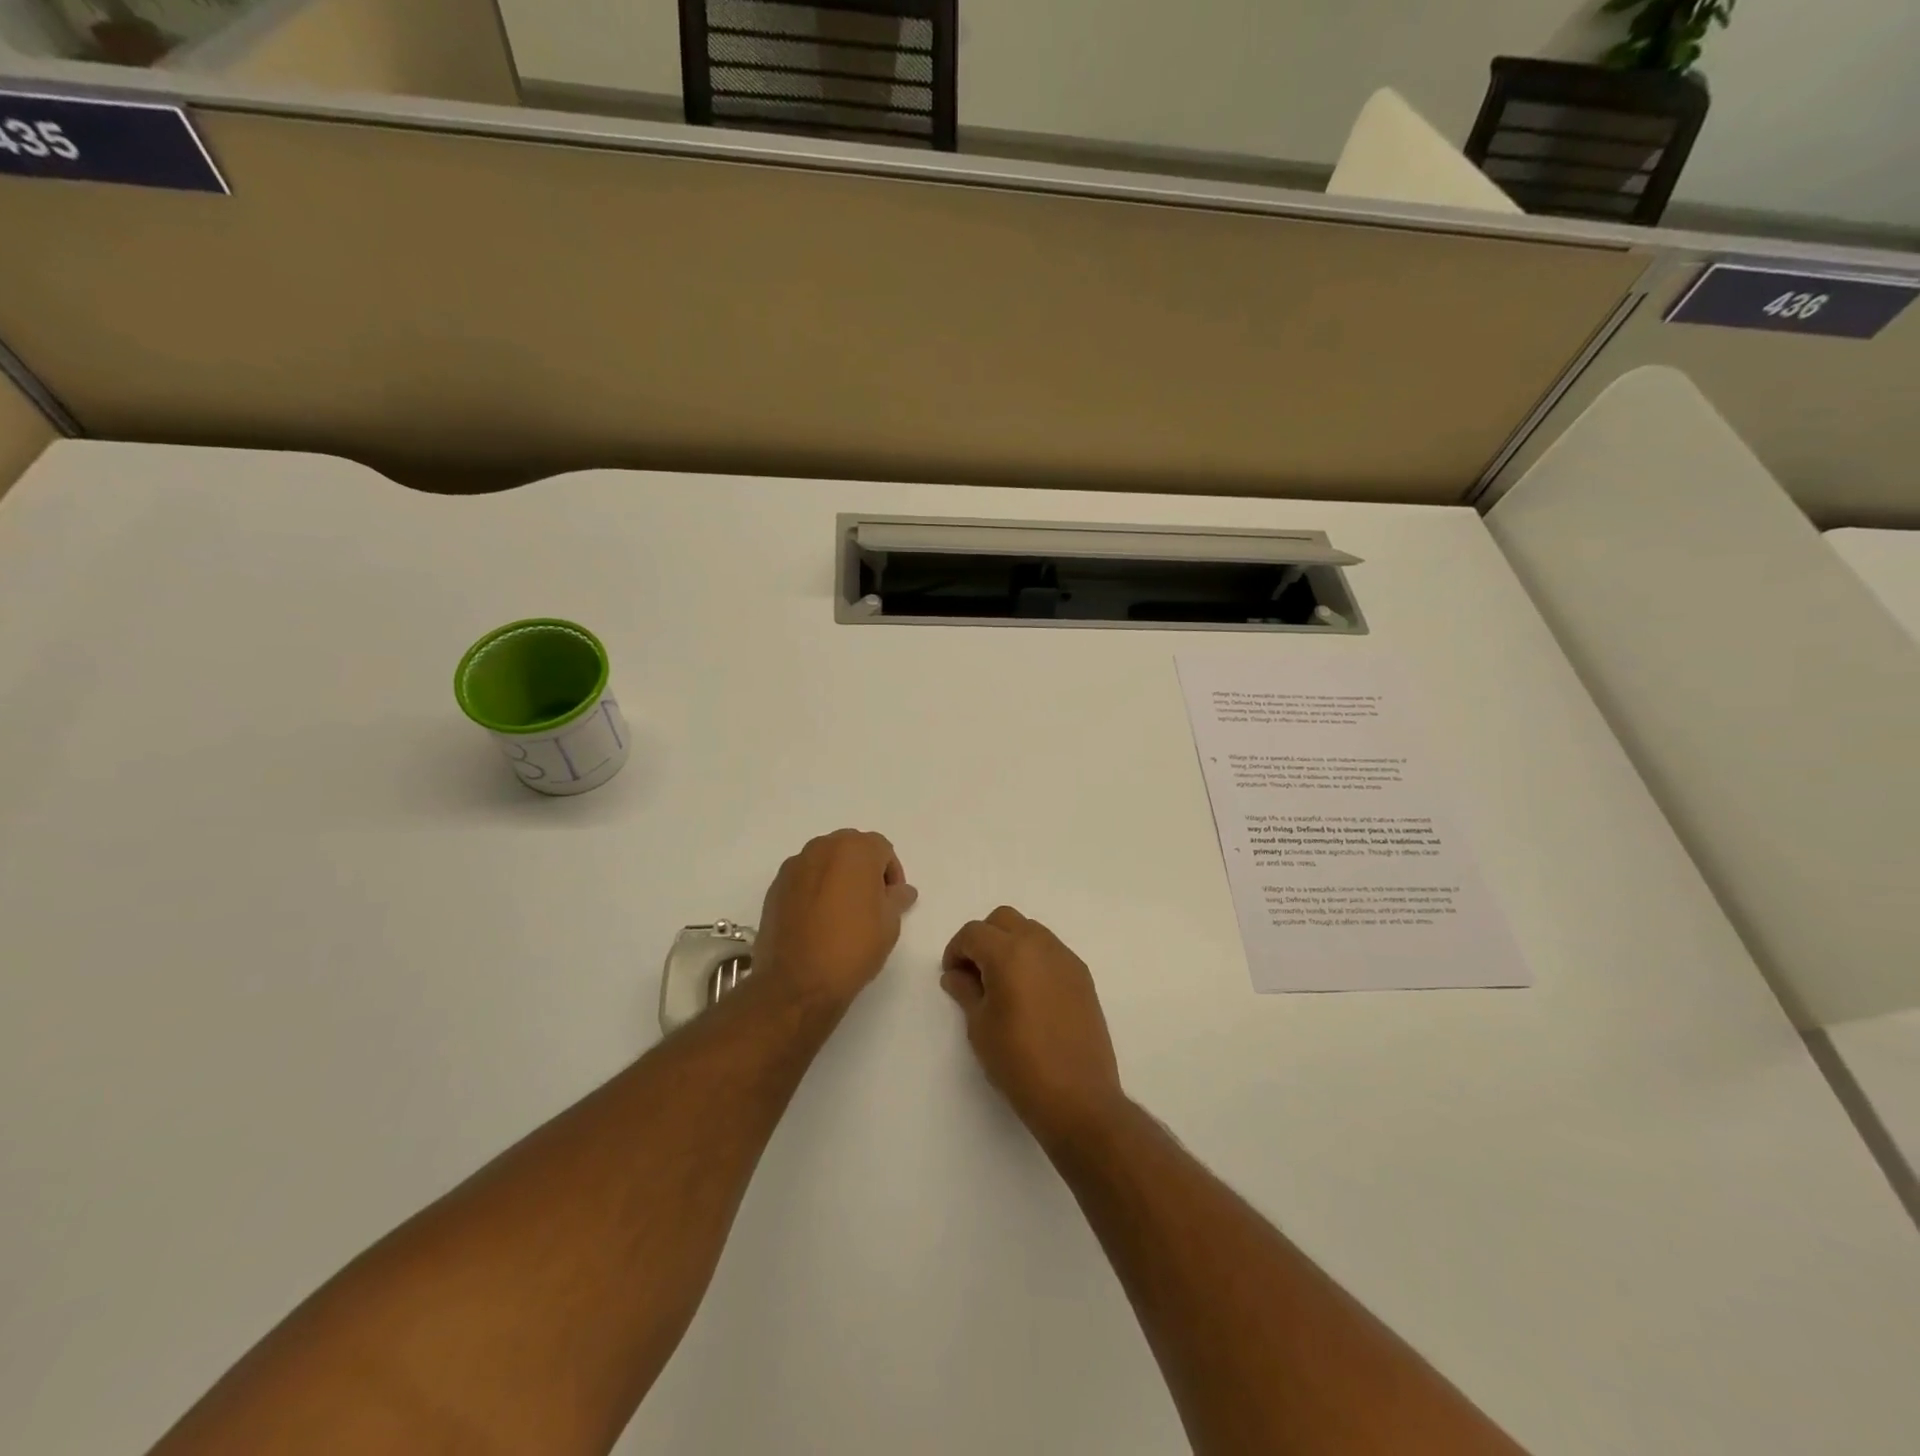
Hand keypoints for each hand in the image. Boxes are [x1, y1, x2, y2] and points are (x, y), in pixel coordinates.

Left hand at [754, 830, 916, 1011]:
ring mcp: (794, 866)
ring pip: (825, 862)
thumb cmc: (852, 947)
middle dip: (864, 870)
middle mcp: (822, 848)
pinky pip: (804, 878)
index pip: (882, 849)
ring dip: (837, 877)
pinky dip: (814, 890)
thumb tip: (902, 890)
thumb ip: (897, 898)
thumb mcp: (889, 924)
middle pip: (851, 848)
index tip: (892, 901)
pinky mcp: (775, 887)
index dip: (892, 874)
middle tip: (870, 904)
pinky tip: (818, 921)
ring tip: (842, 913)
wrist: (797, 983)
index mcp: (854, 849)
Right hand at [941, 907, 1125, 1148]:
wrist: (1078, 1097)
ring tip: (1003, 984)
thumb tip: (956, 975)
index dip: (956, 950)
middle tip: (975, 973)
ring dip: (1010, 945)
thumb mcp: (980, 1027)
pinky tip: (1029, 995)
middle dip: (984, 939)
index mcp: (1009, 953)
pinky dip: (1034, 959)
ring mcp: (1065, 959)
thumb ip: (965, 991)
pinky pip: (1051, 951)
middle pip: (1003, 920)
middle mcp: (1040, 945)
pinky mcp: (1082, 976)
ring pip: (1030, 930)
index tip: (953, 976)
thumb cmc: (1019, 1062)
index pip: (974, 932)